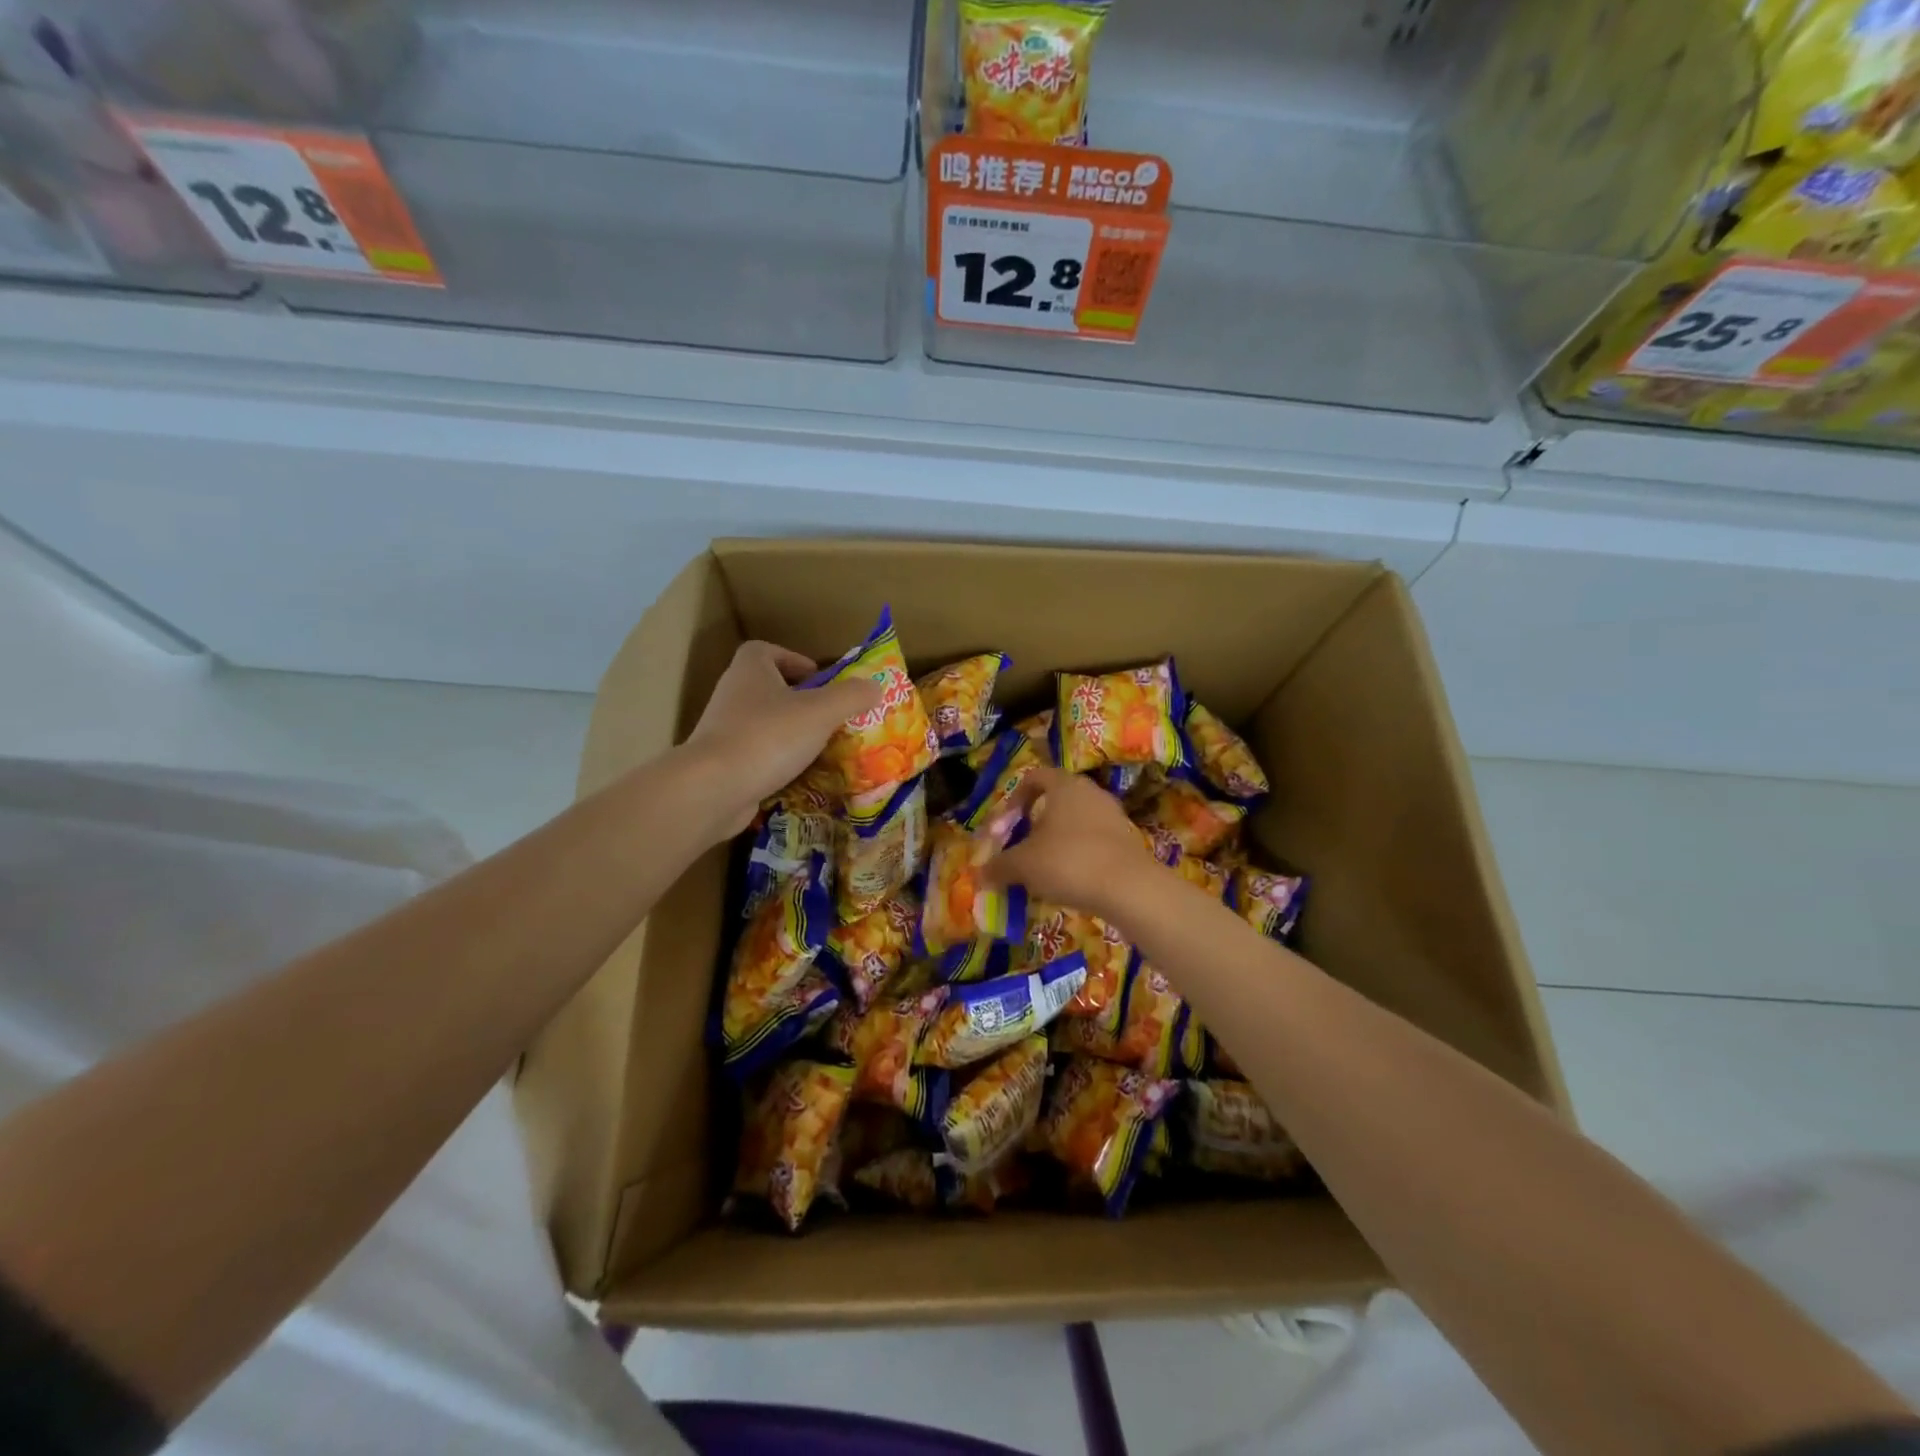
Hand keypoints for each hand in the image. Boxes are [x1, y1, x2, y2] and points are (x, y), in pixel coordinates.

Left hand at [684, 641, 881, 837]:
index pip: (766, 651)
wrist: (714, 788)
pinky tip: (799, 777)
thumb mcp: (821, 711)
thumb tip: (875, 687)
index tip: (819, 680)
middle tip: (828, 716)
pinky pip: (756, 755)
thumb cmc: (768, 736)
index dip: (793, 660)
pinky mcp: (721, 764)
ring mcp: (723, 731)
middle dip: (798, 701)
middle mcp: (732, 694)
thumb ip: (852, 696)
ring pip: (762, 724)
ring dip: (789, 733)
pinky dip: (776, 762)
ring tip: (820, 749)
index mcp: (750, 670)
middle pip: (767, 688)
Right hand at [980, 766, 1160, 923]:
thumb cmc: (1068, 862)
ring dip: (1057, 840)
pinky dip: (1078, 854)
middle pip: (1055, 799)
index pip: (1034, 777)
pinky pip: (1094, 840)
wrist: (1129, 889)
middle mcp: (1091, 792)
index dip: (1014, 798)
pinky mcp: (1128, 840)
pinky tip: (1070, 880)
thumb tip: (981, 874)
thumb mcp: (1023, 865)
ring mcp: (1113, 815)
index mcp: (1064, 785)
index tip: (1005, 825)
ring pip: (1076, 821)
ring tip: (1044, 869)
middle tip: (1021, 848)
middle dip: (1035, 823)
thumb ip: (999, 866)